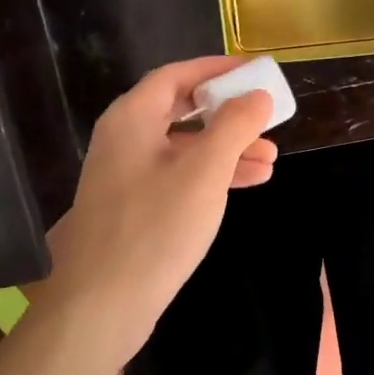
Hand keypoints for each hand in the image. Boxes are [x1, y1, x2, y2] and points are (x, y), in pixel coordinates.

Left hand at [38, 57, 278, 348]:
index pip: (177, 75)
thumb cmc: (155, 227)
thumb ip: (233, 127)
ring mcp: (126, 175)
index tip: (253, 71)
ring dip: (226, 149)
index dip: (216, 70)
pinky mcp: (134, 207)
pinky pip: (178, 176)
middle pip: (182, 111)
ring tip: (271, 160)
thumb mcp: (204, 172)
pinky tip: (248, 183)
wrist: (102, 304)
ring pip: (184, 148)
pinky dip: (211, 175)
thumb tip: (257, 96)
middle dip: (228, 115)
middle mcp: (124, 139)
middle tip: (267, 119)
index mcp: (132, 118)